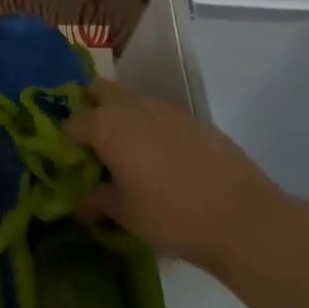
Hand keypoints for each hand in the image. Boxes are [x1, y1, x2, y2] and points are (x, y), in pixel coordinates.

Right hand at [66, 79, 287, 271]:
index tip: (73, 165)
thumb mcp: (125, 214)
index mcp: (107, 126)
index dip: (67, 143)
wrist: (241, 217)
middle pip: (99, 90)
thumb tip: (81, 203)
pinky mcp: (193, 118)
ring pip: (131, 98)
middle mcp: (132, 106)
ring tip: (129, 155)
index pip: (72, 123)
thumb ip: (97, 201)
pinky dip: (150, 126)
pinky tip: (162, 160)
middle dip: (91, 109)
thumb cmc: (171, 215)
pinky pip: (159, 113)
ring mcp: (166, 108)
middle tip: (95, 145)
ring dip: (122, 116)